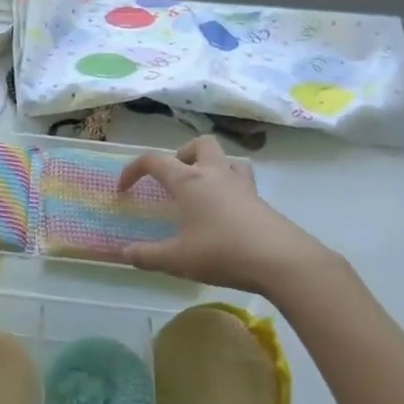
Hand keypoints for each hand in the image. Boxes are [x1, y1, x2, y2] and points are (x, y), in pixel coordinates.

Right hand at [114, 136, 330, 293]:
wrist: (281, 260)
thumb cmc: (222, 252)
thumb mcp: (177, 259)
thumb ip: (146, 256)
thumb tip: (122, 254)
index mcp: (188, 180)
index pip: (153, 160)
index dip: (133, 170)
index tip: (123, 190)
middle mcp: (215, 174)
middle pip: (199, 144)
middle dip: (182, 155)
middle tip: (173, 179)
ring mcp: (242, 185)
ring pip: (225, 159)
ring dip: (210, 167)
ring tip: (201, 192)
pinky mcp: (260, 201)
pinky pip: (242, 181)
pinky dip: (229, 188)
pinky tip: (224, 213)